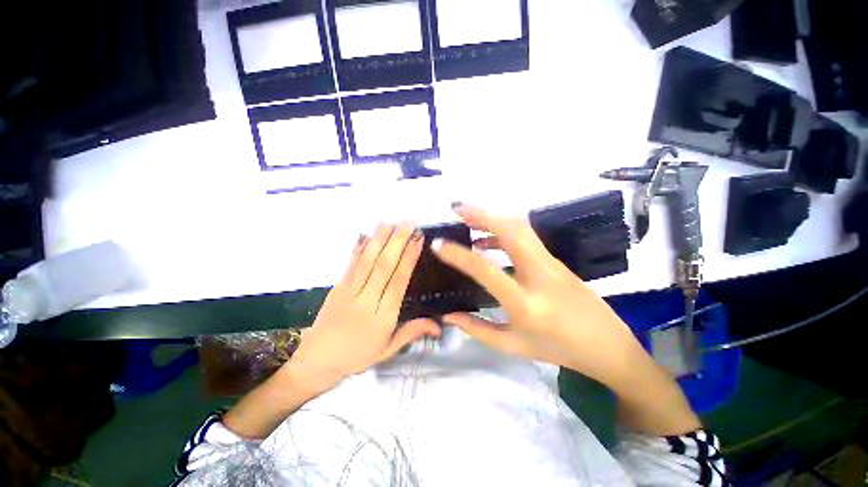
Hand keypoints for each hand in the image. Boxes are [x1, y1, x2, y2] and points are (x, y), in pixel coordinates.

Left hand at [292, 222, 441, 390]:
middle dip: (397, 241)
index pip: (398, 281)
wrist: (315, 364)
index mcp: (382, 316)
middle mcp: (367, 300)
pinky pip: (349, 265)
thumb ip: (412, 332)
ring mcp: (348, 291)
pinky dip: (358, 248)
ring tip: (390, 222)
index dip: (409, 258)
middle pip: (384, 266)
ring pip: (366, 261)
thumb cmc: (357, 357)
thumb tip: (439, 326)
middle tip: (409, 223)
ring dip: (379, 239)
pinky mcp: (336, 288)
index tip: (418, 240)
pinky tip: (364, 235)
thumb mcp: (387, 350)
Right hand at [431, 204, 645, 387]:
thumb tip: (448, 315)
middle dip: (482, 214)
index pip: (487, 270)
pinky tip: (488, 241)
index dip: (460, 255)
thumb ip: (477, 329)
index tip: (439, 244)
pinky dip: (503, 231)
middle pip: (512, 230)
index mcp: (526, 303)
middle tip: (457, 209)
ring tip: (469, 218)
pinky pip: (526, 237)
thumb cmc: (557, 350)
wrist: (607, 346)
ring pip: (521, 227)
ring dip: (493, 217)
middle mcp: (539, 275)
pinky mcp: (556, 259)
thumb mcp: (512, 346)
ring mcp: (551, 263)